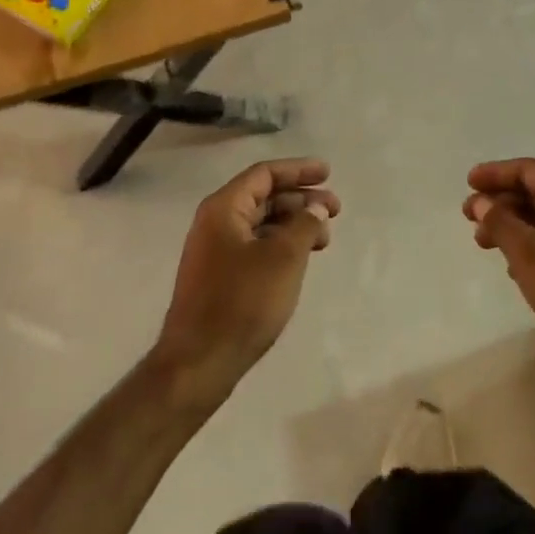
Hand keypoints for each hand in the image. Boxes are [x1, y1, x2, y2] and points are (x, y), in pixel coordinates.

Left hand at [153, 159, 339, 403]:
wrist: (199, 363)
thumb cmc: (242, 302)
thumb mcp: (284, 258)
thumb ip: (304, 225)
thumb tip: (315, 208)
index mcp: (223, 208)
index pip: (264, 174)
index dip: (298, 170)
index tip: (328, 173)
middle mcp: (215, 222)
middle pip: (264, 197)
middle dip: (301, 200)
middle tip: (335, 210)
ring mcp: (215, 251)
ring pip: (262, 224)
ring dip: (294, 224)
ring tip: (325, 239)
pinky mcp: (219, 277)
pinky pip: (256, 246)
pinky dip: (282, 245)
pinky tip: (302, 258)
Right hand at [465, 159, 534, 370]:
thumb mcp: (527, 251)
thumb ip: (499, 221)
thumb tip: (480, 201)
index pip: (529, 170)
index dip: (496, 173)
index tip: (468, 181)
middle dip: (500, 202)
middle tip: (469, 216)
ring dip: (511, 225)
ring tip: (482, 242)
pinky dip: (528, 244)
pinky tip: (511, 265)